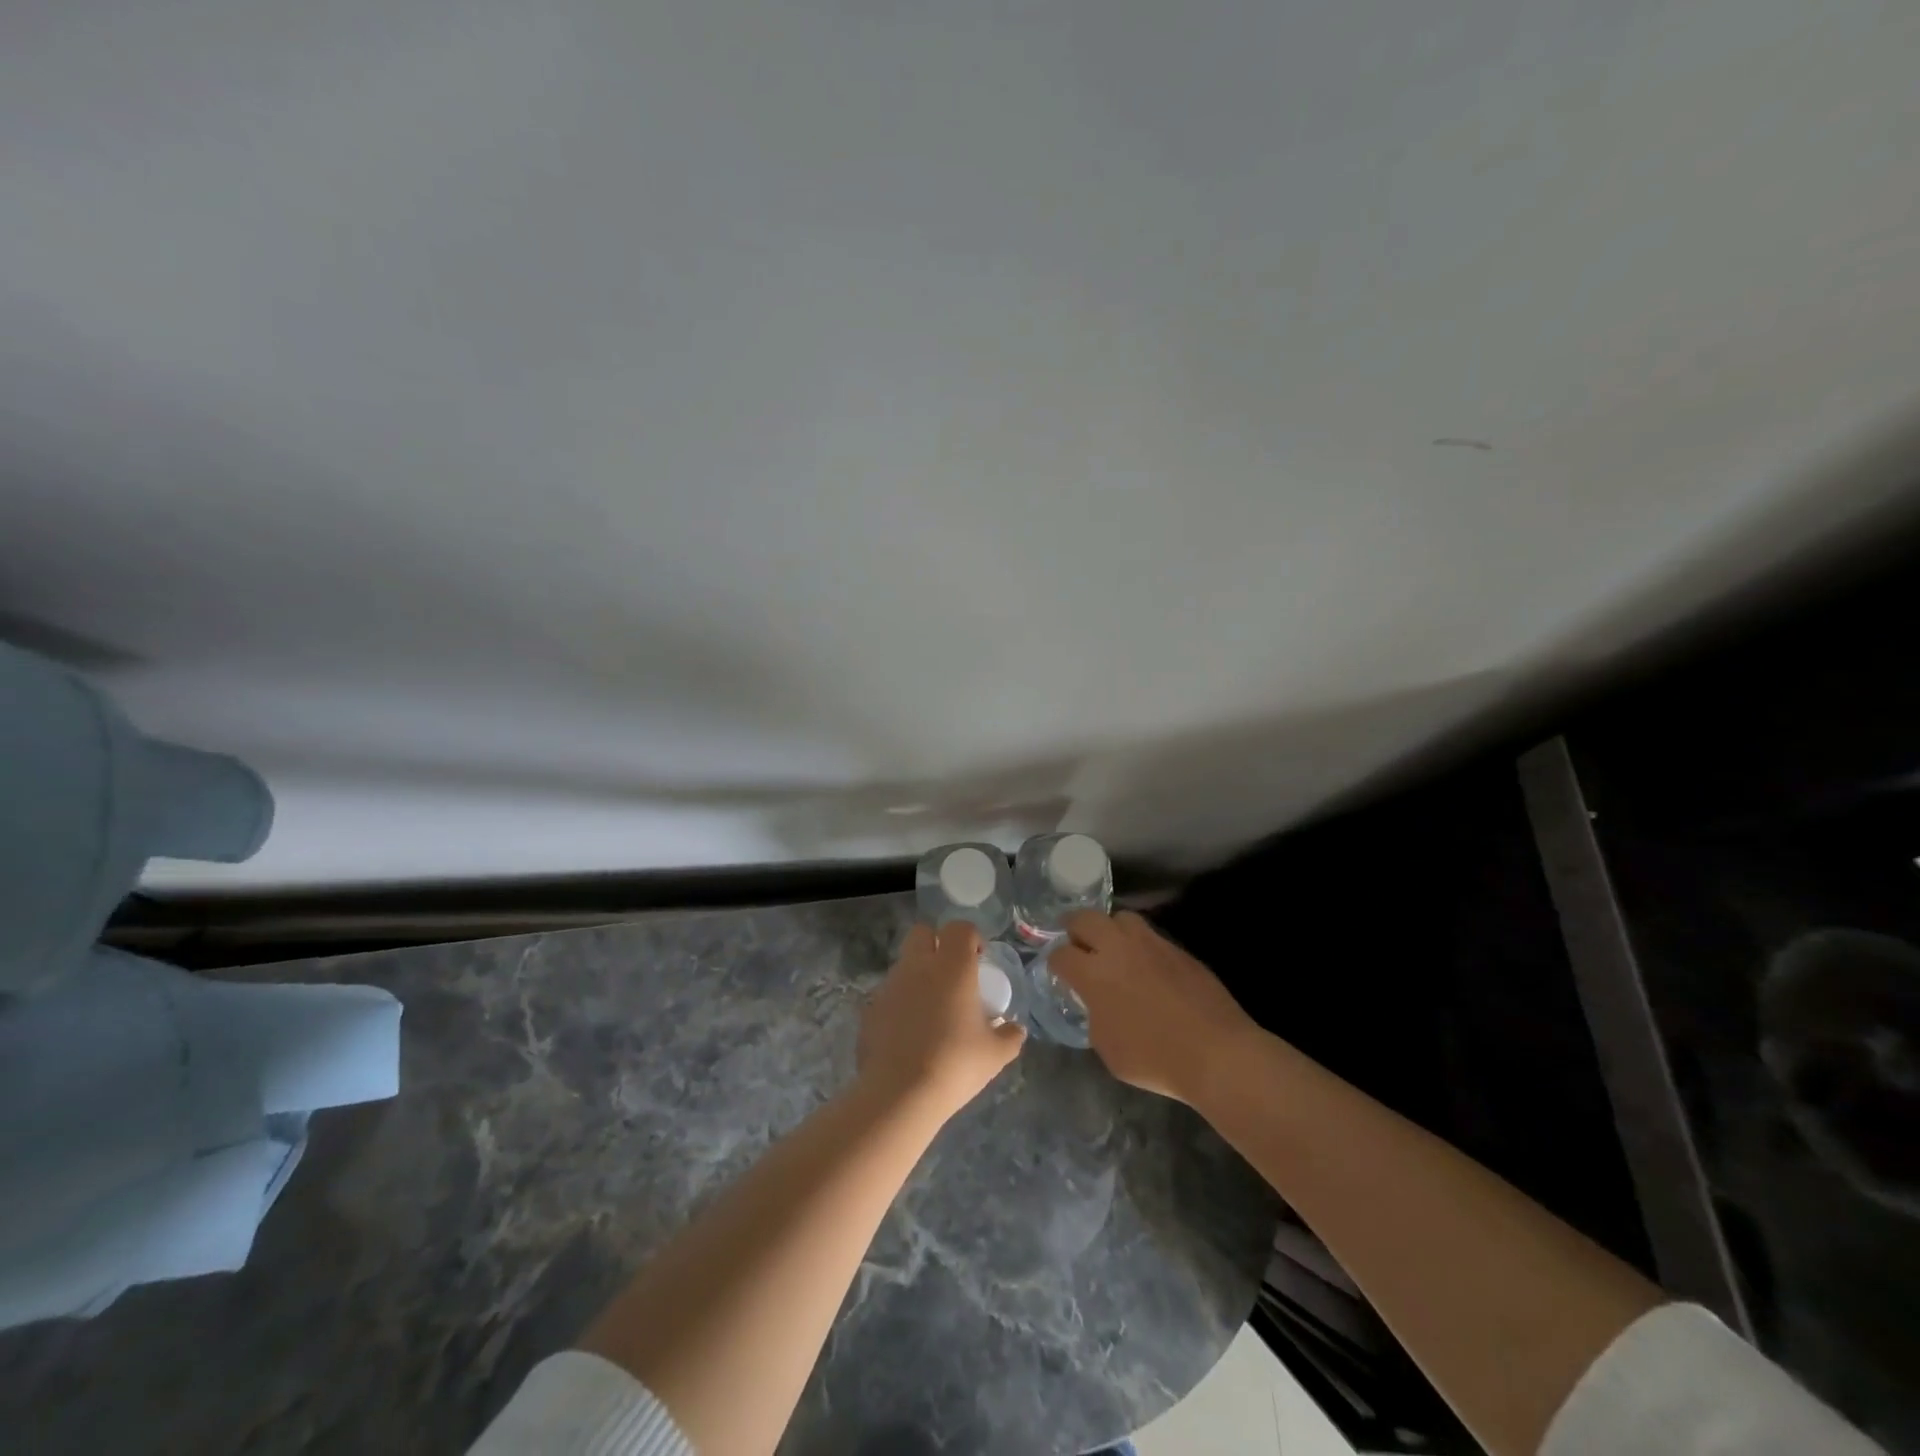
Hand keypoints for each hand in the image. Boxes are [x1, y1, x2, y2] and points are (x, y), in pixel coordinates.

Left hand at [857, 922, 1024, 1119]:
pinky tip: (909, 1034)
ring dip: (918, 975)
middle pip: (922, 933)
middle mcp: (918, 966)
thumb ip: (1010, 1036)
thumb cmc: (955, 1064)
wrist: (899, 1094)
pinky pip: (889, 995)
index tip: (979, 959)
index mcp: (952, 967)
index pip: (959, 928)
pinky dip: (900, 1004)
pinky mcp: (870, 1009)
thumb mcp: (995, 1054)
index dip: (971, 937)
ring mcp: (890, 986)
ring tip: (931, 1010)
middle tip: (952, 974)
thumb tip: (1016, 1029)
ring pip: (904, 964)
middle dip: (936, 944)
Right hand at [1050, 911, 1256, 1104]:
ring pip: (1120, 917)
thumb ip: (1094, 1015)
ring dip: (1110, 929)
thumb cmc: (1154, 1058)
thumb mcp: (1107, 1047)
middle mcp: (1118, 948)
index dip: (1055, 963)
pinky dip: (1139, 944)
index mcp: (1093, 973)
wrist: (1216, 1052)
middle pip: (1085, 918)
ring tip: (1112, 947)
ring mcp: (1151, 943)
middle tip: (1076, 943)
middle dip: (1074, 928)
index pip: (1060, 954)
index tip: (1059, 972)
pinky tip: (1145, 965)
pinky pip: (1150, 935)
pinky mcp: (1177, 949)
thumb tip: (1096, 1003)